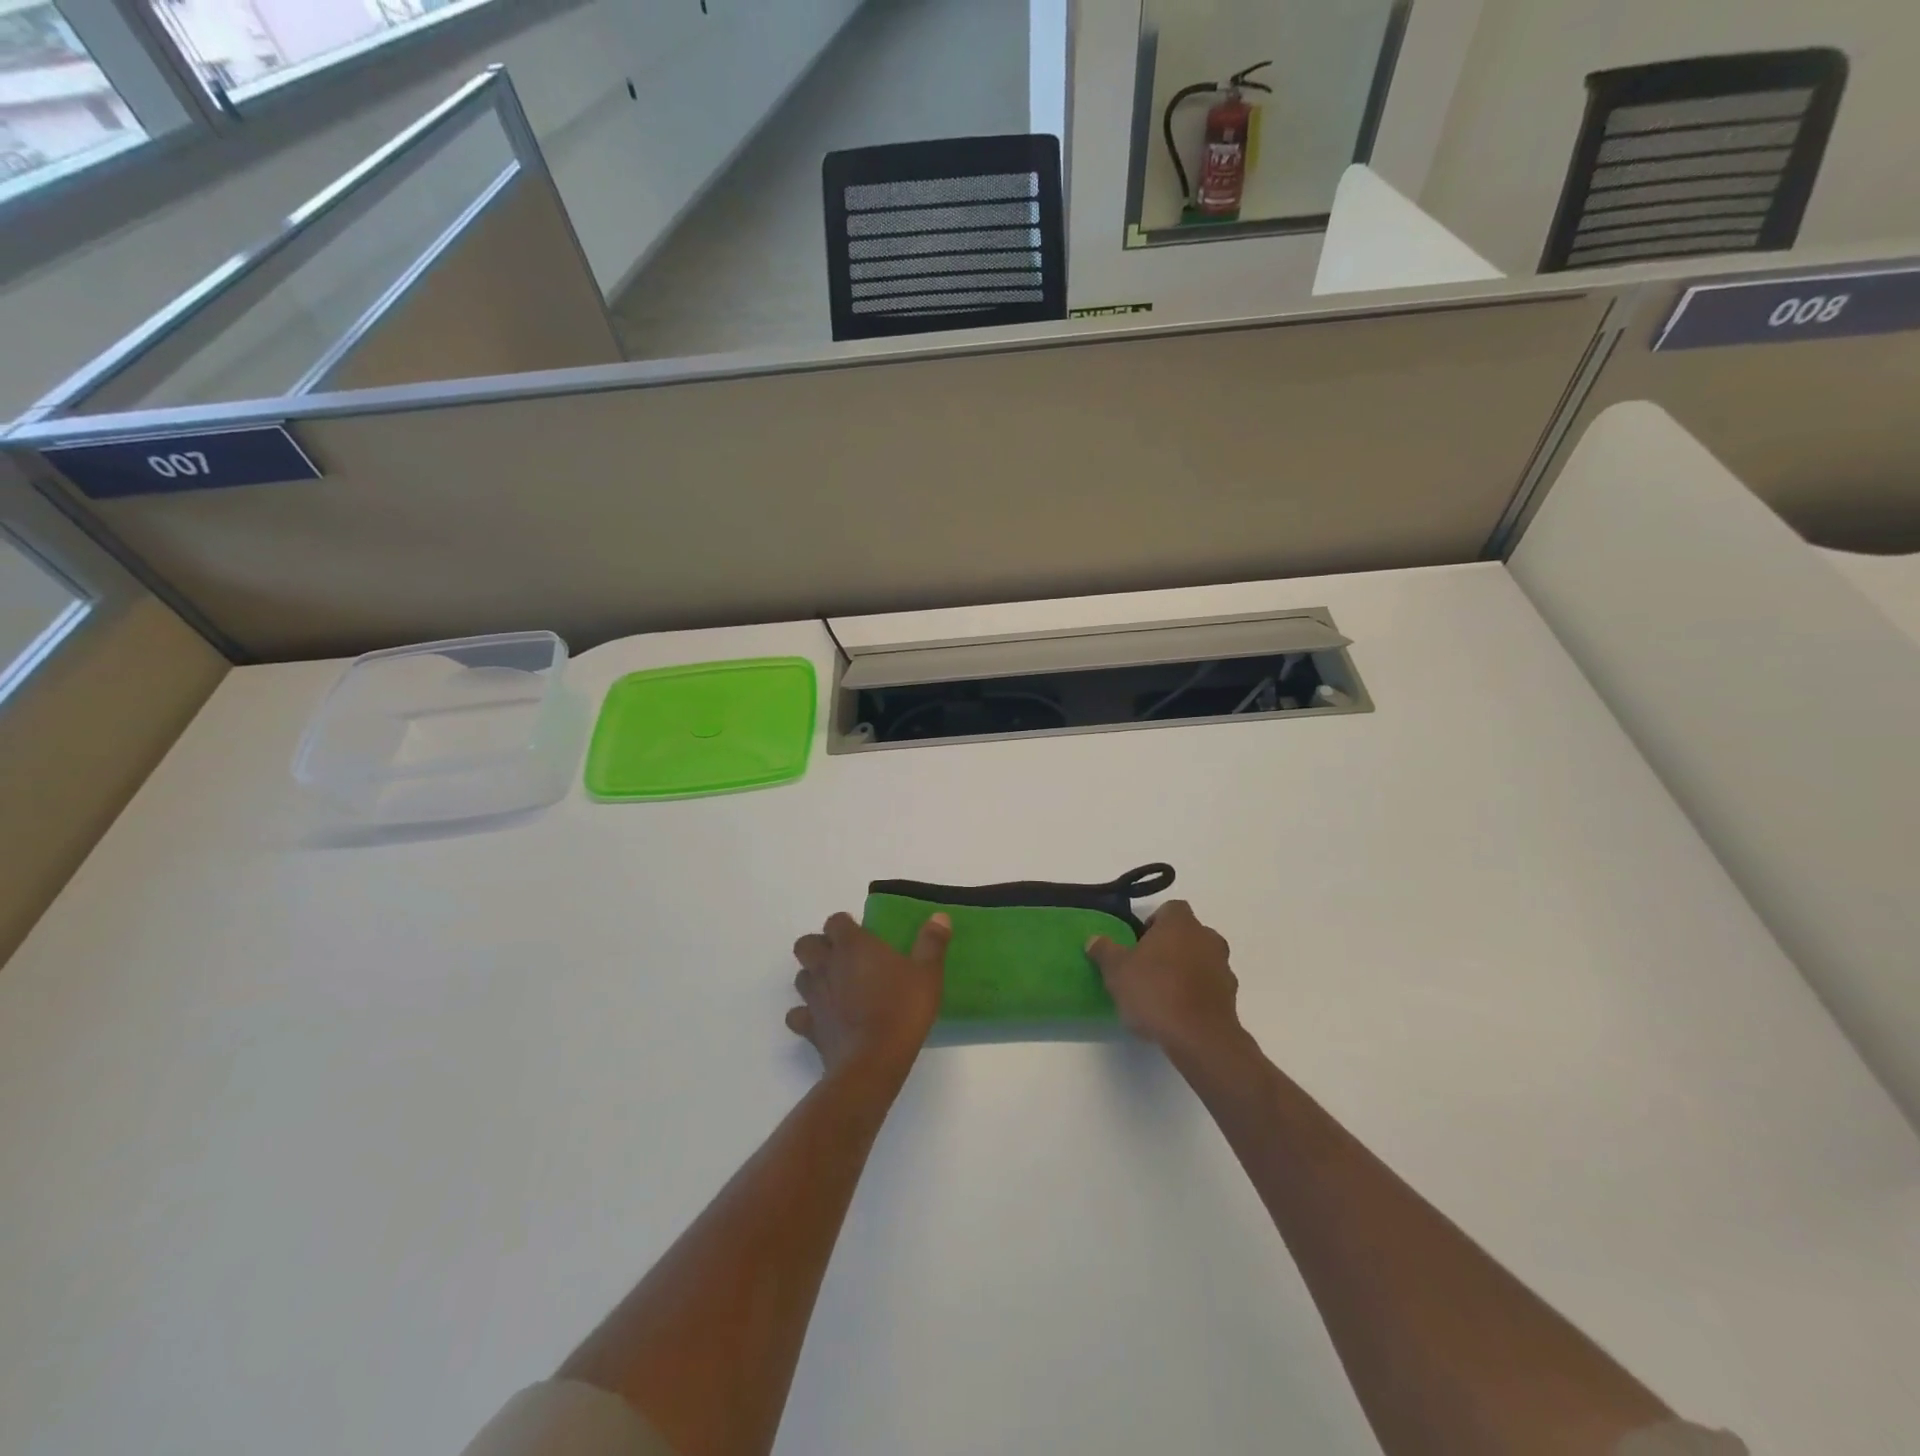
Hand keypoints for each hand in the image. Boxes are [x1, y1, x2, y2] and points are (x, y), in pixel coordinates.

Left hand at [789, 912, 950, 1080]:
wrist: (873, 1062)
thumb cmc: (902, 1010)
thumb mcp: (928, 974)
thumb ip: (931, 943)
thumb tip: (940, 916)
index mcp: (853, 946)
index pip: (835, 921)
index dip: (845, 925)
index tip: (862, 934)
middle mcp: (827, 966)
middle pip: (806, 944)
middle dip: (819, 946)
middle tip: (842, 958)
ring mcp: (814, 997)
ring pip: (800, 977)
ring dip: (813, 977)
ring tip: (834, 987)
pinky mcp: (809, 1027)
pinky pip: (797, 1015)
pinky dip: (805, 1015)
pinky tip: (822, 1019)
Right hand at [1087, 901, 1241, 1057]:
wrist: (1200, 1038)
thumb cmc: (1155, 992)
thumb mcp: (1117, 971)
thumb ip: (1105, 951)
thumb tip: (1094, 939)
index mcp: (1180, 923)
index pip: (1170, 909)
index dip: (1154, 922)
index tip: (1139, 943)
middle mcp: (1207, 938)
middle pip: (1188, 934)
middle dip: (1170, 946)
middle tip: (1147, 967)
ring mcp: (1224, 967)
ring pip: (1201, 959)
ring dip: (1185, 969)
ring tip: (1163, 993)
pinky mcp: (1231, 997)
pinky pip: (1210, 986)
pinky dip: (1197, 993)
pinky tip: (1179, 1012)